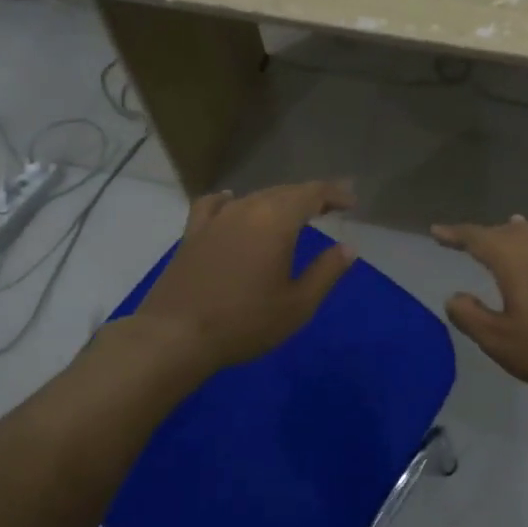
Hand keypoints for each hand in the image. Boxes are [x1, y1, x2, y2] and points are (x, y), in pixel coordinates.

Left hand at [134, 179, 357, 372]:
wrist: (176, 335)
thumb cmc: (244, 322)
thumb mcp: (297, 305)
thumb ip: (326, 272)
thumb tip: (348, 248)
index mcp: (277, 220)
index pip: (312, 193)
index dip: (335, 193)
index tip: (351, 202)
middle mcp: (247, 208)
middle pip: (284, 191)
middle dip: (310, 195)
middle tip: (330, 205)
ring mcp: (216, 218)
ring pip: (254, 197)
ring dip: (278, 200)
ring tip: (292, 211)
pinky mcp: (192, 232)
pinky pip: (214, 204)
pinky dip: (231, 200)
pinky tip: (232, 202)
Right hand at [430, 216, 527, 393]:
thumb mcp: (499, 340)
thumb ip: (470, 317)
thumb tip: (454, 297)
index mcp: (512, 262)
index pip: (477, 238)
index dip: (455, 234)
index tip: (437, 231)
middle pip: (508, 234)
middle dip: (486, 234)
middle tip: (469, 239)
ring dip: (522, 231)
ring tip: (511, 223)